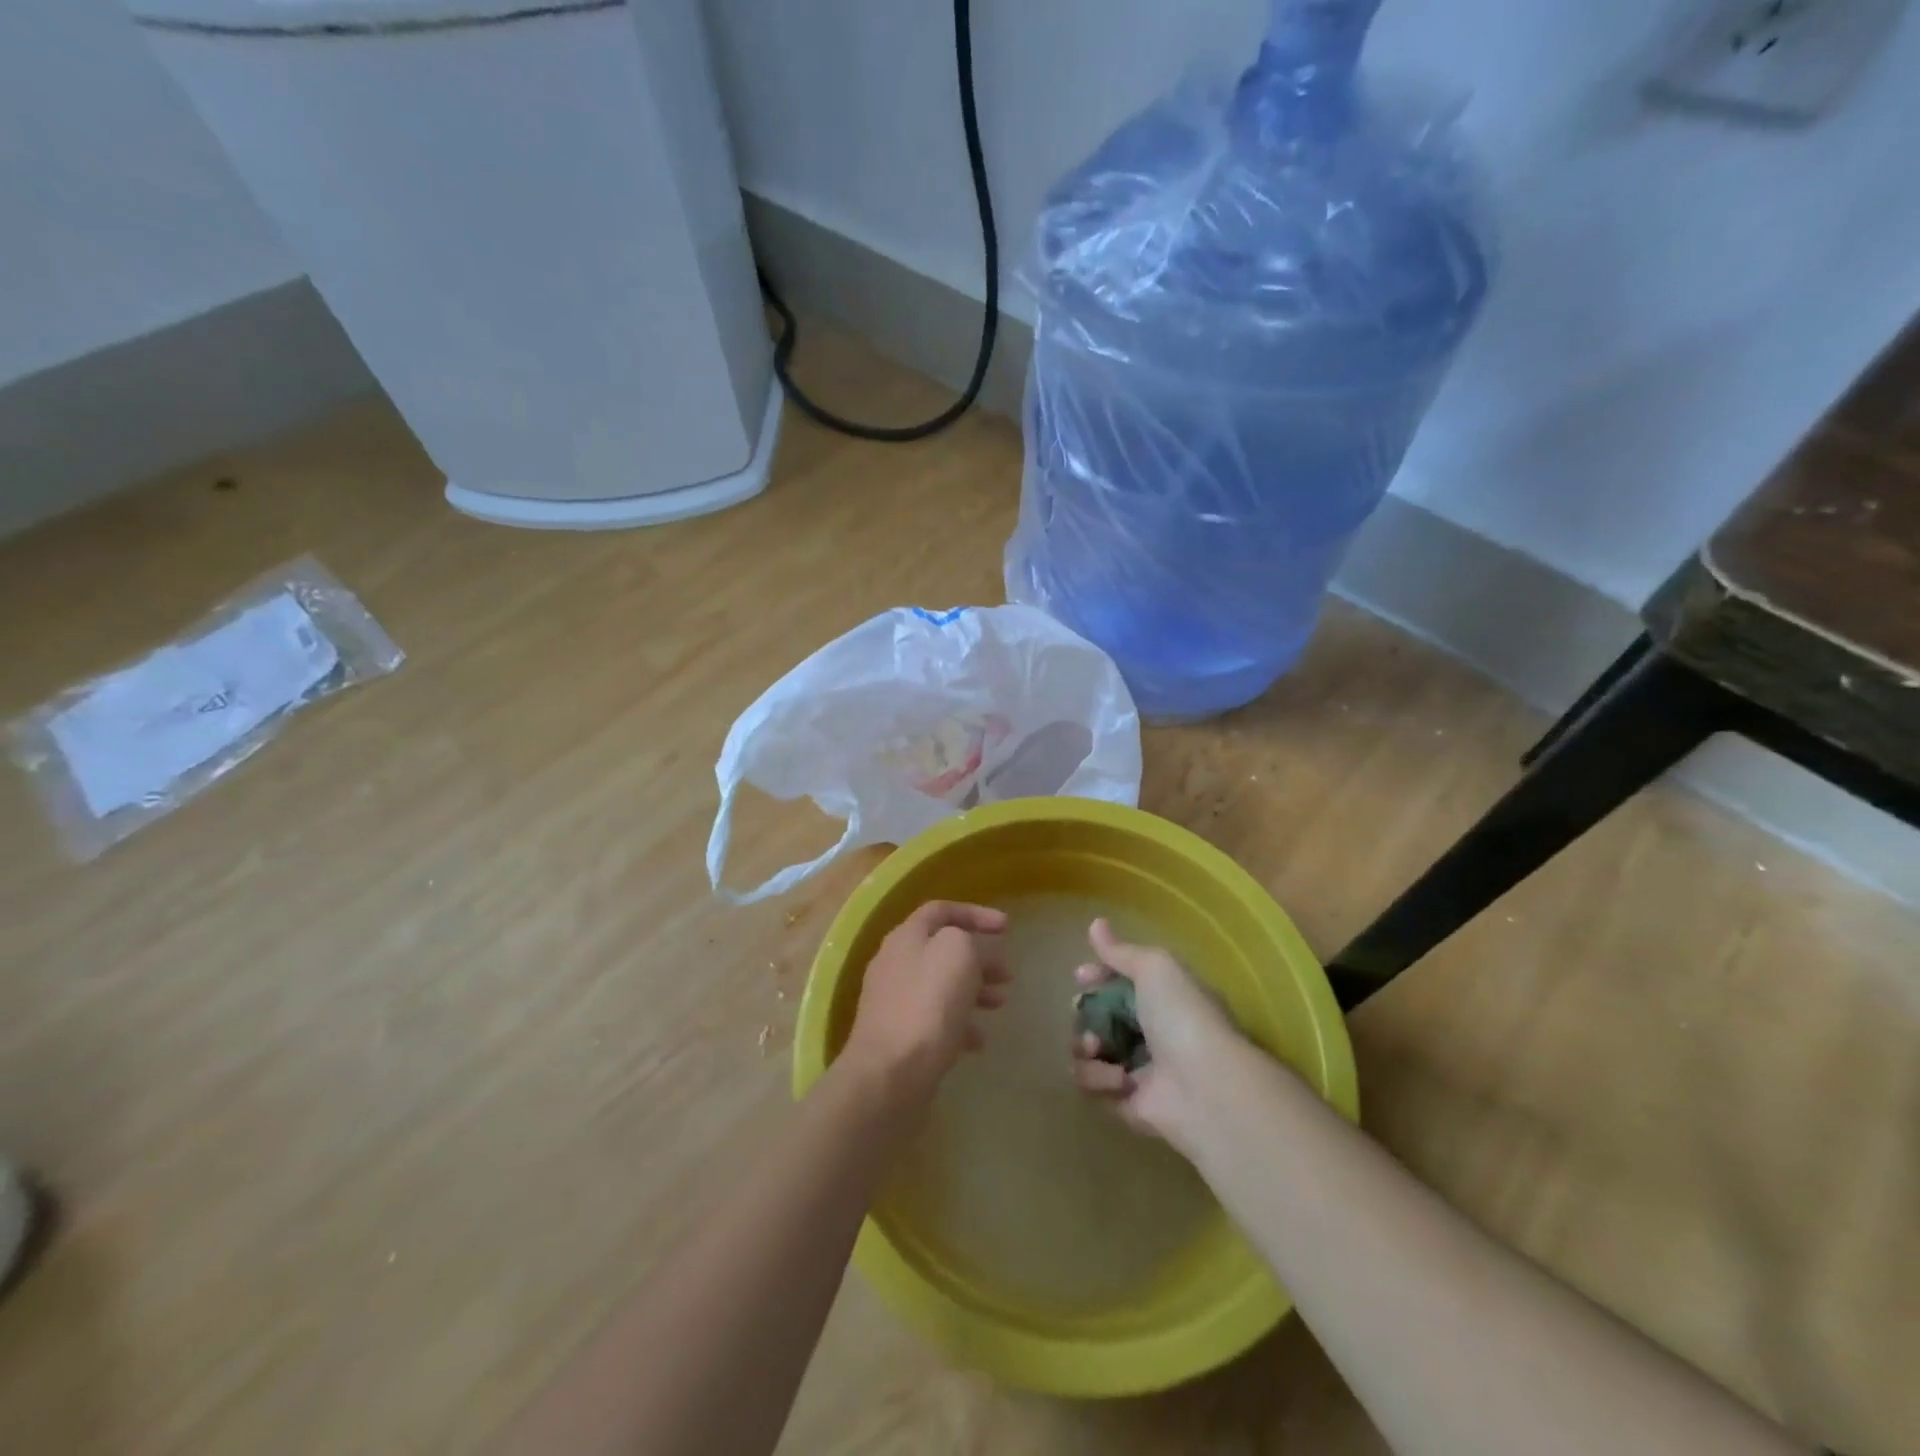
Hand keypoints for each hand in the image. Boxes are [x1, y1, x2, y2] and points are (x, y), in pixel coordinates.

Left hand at [841, 901, 1009, 1100]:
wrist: (890, 1072)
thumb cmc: (928, 1003)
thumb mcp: (958, 953)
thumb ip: (969, 940)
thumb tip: (970, 953)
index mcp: (906, 936)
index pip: (942, 910)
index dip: (976, 913)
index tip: (1006, 927)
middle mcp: (896, 963)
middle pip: (943, 949)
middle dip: (980, 958)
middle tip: (1007, 975)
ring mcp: (894, 1000)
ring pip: (941, 985)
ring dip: (974, 990)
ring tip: (1000, 1004)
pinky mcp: (899, 1035)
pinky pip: (935, 1019)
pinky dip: (959, 1023)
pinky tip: (977, 1041)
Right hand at [1070, 918, 1244, 1145]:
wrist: (1205, 1087)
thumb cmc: (1183, 1017)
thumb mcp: (1155, 968)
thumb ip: (1121, 951)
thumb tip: (1095, 923)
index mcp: (1163, 999)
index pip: (1122, 982)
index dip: (1099, 977)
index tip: (1081, 976)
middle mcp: (1151, 1032)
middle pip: (1100, 1016)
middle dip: (1085, 1012)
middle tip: (1081, 1011)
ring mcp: (1138, 1069)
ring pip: (1090, 1050)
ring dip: (1085, 1044)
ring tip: (1097, 1046)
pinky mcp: (1127, 1103)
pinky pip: (1094, 1085)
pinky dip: (1098, 1078)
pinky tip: (1118, 1078)